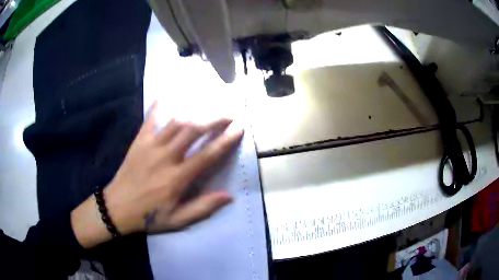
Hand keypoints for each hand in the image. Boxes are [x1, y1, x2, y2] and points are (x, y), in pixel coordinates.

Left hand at [71, 102, 242, 247]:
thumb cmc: (148, 216)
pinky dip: (159, 106)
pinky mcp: (139, 141)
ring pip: (175, 122)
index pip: (207, 155)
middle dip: (214, 119)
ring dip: (195, 112)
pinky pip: (150, 119)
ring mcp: (151, 146)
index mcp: (177, 178)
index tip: (239, 128)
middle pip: (193, 130)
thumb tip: (229, 196)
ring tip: (208, 107)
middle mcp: (166, 157)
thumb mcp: (177, 221)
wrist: (117, 207)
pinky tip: (167, 95)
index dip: (225, 140)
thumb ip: (202, 208)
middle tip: (229, 114)